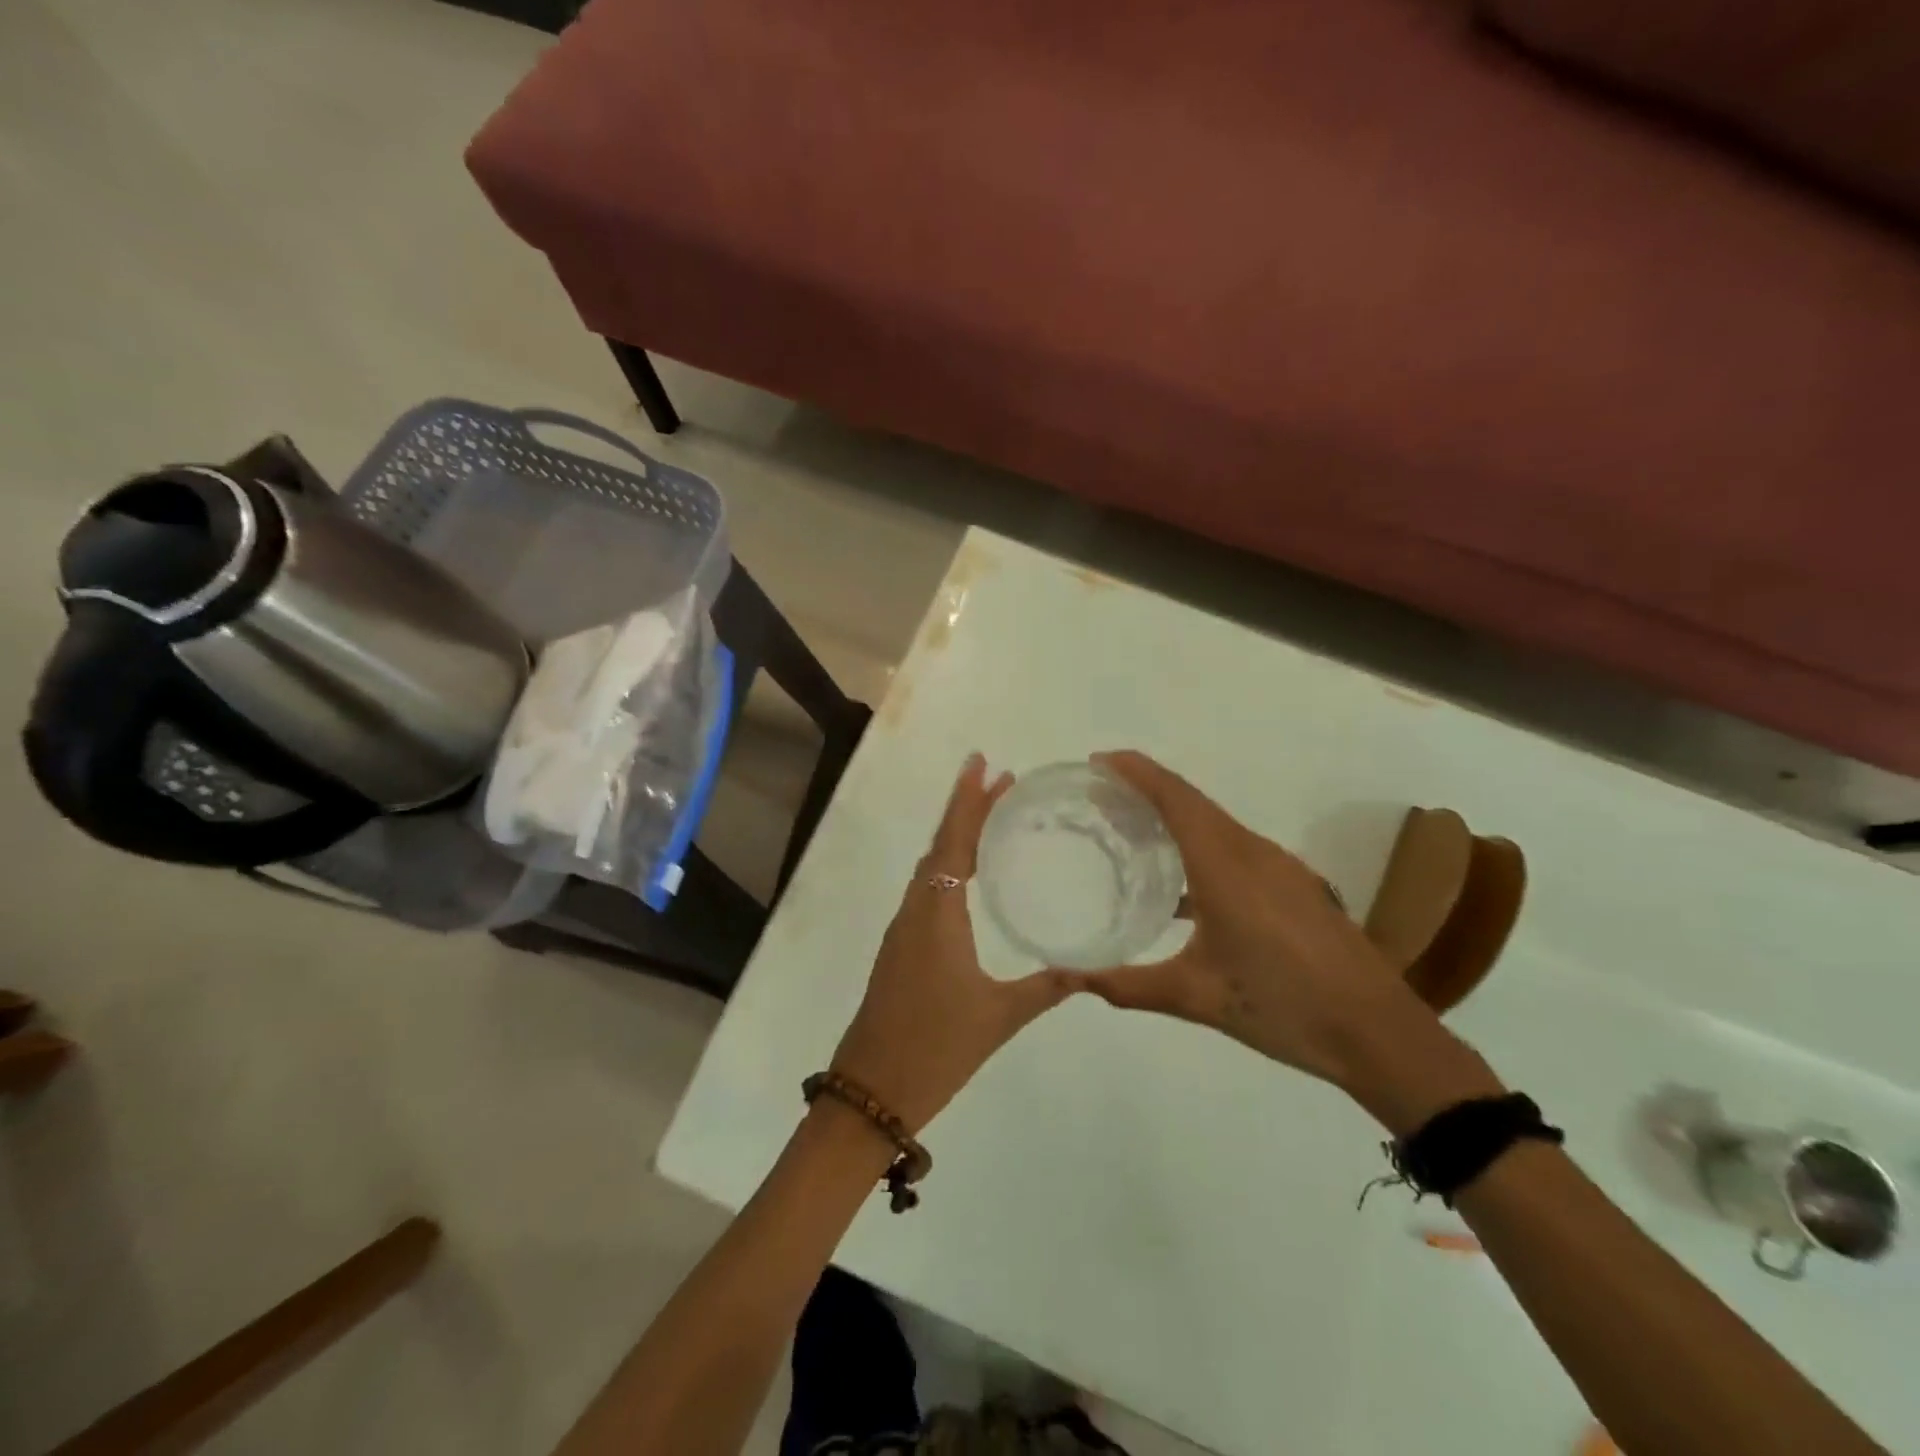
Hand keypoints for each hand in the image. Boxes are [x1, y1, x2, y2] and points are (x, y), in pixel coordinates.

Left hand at [831, 754, 1081, 1132]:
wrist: (871, 1092)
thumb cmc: (935, 1049)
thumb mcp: (997, 1017)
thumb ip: (1045, 988)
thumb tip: (1088, 967)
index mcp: (937, 914)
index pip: (954, 842)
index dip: (967, 800)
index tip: (983, 763)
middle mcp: (916, 910)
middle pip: (941, 845)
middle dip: (968, 810)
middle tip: (1003, 782)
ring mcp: (904, 929)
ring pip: (931, 867)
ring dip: (957, 837)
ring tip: (992, 817)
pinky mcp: (901, 948)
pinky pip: (927, 890)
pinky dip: (949, 867)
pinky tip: (970, 877)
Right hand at [1078, 751, 1448, 1097]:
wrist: (1380, 1035)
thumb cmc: (1284, 1006)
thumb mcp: (1197, 998)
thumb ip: (1128, 986)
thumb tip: (1071, 979)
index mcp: (1226, 866)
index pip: (1175, 798)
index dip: (1136, 771)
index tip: (1098, 761)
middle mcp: (1254, 852)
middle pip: (1193, 802)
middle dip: (1146, 789)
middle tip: (1101, 797)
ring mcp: (1281, 867)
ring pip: (1217, 824)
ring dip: (1175, 816)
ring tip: (1133, 832)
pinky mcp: (1295, 886)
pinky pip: (1236, 847)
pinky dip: (1200, 845)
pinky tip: (1184, 887)